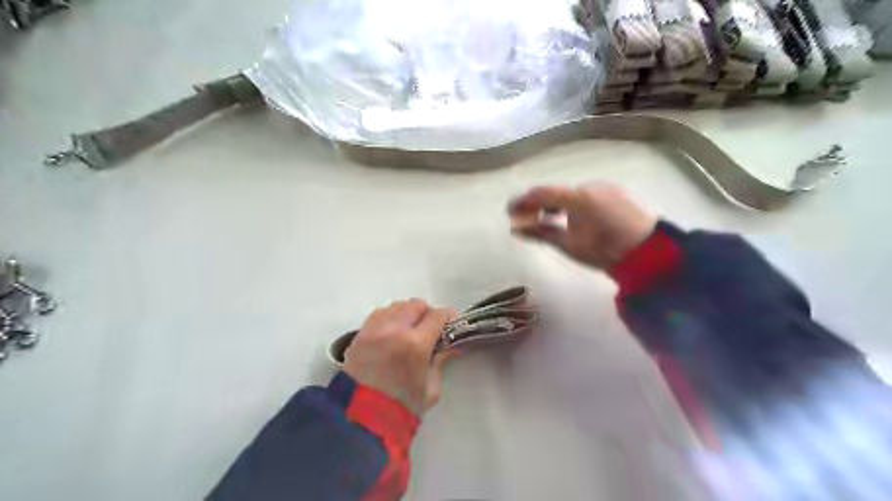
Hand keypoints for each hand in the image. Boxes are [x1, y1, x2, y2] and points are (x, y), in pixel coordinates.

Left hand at [344, 301, 455, 414]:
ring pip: (397, 306)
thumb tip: (453, 346)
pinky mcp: (360, 334)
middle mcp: (394, 329)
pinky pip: (379, 313)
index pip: (437, 316)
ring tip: (410, 329)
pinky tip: (392, 331)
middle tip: (431, 327)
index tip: (453, 321)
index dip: (449, 316)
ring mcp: (374, 329)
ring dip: (407, 313)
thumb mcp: (430, 389)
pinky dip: (390, 317)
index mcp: (416, 344)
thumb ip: (441, 362)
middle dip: (427, 313)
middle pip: (416, 305)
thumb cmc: (402, 408)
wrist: (360, 420)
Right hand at [509, 182, 652, 270]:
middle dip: (540, 206)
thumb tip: (516, 228)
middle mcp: (591, 185)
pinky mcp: (618, 193)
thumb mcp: (569, 245)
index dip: (523, 201)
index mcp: (578, 197)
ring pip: (574, 195)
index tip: (510, 212)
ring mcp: (606, 187)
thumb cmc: (605, 251)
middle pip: (557, 193)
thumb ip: (540, 233)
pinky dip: (576, 206)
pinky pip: (589, 196)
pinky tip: (578, 220)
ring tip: (553, 221)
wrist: (650, 253)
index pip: (542, 193)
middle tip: (529, 220)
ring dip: (559, 206)